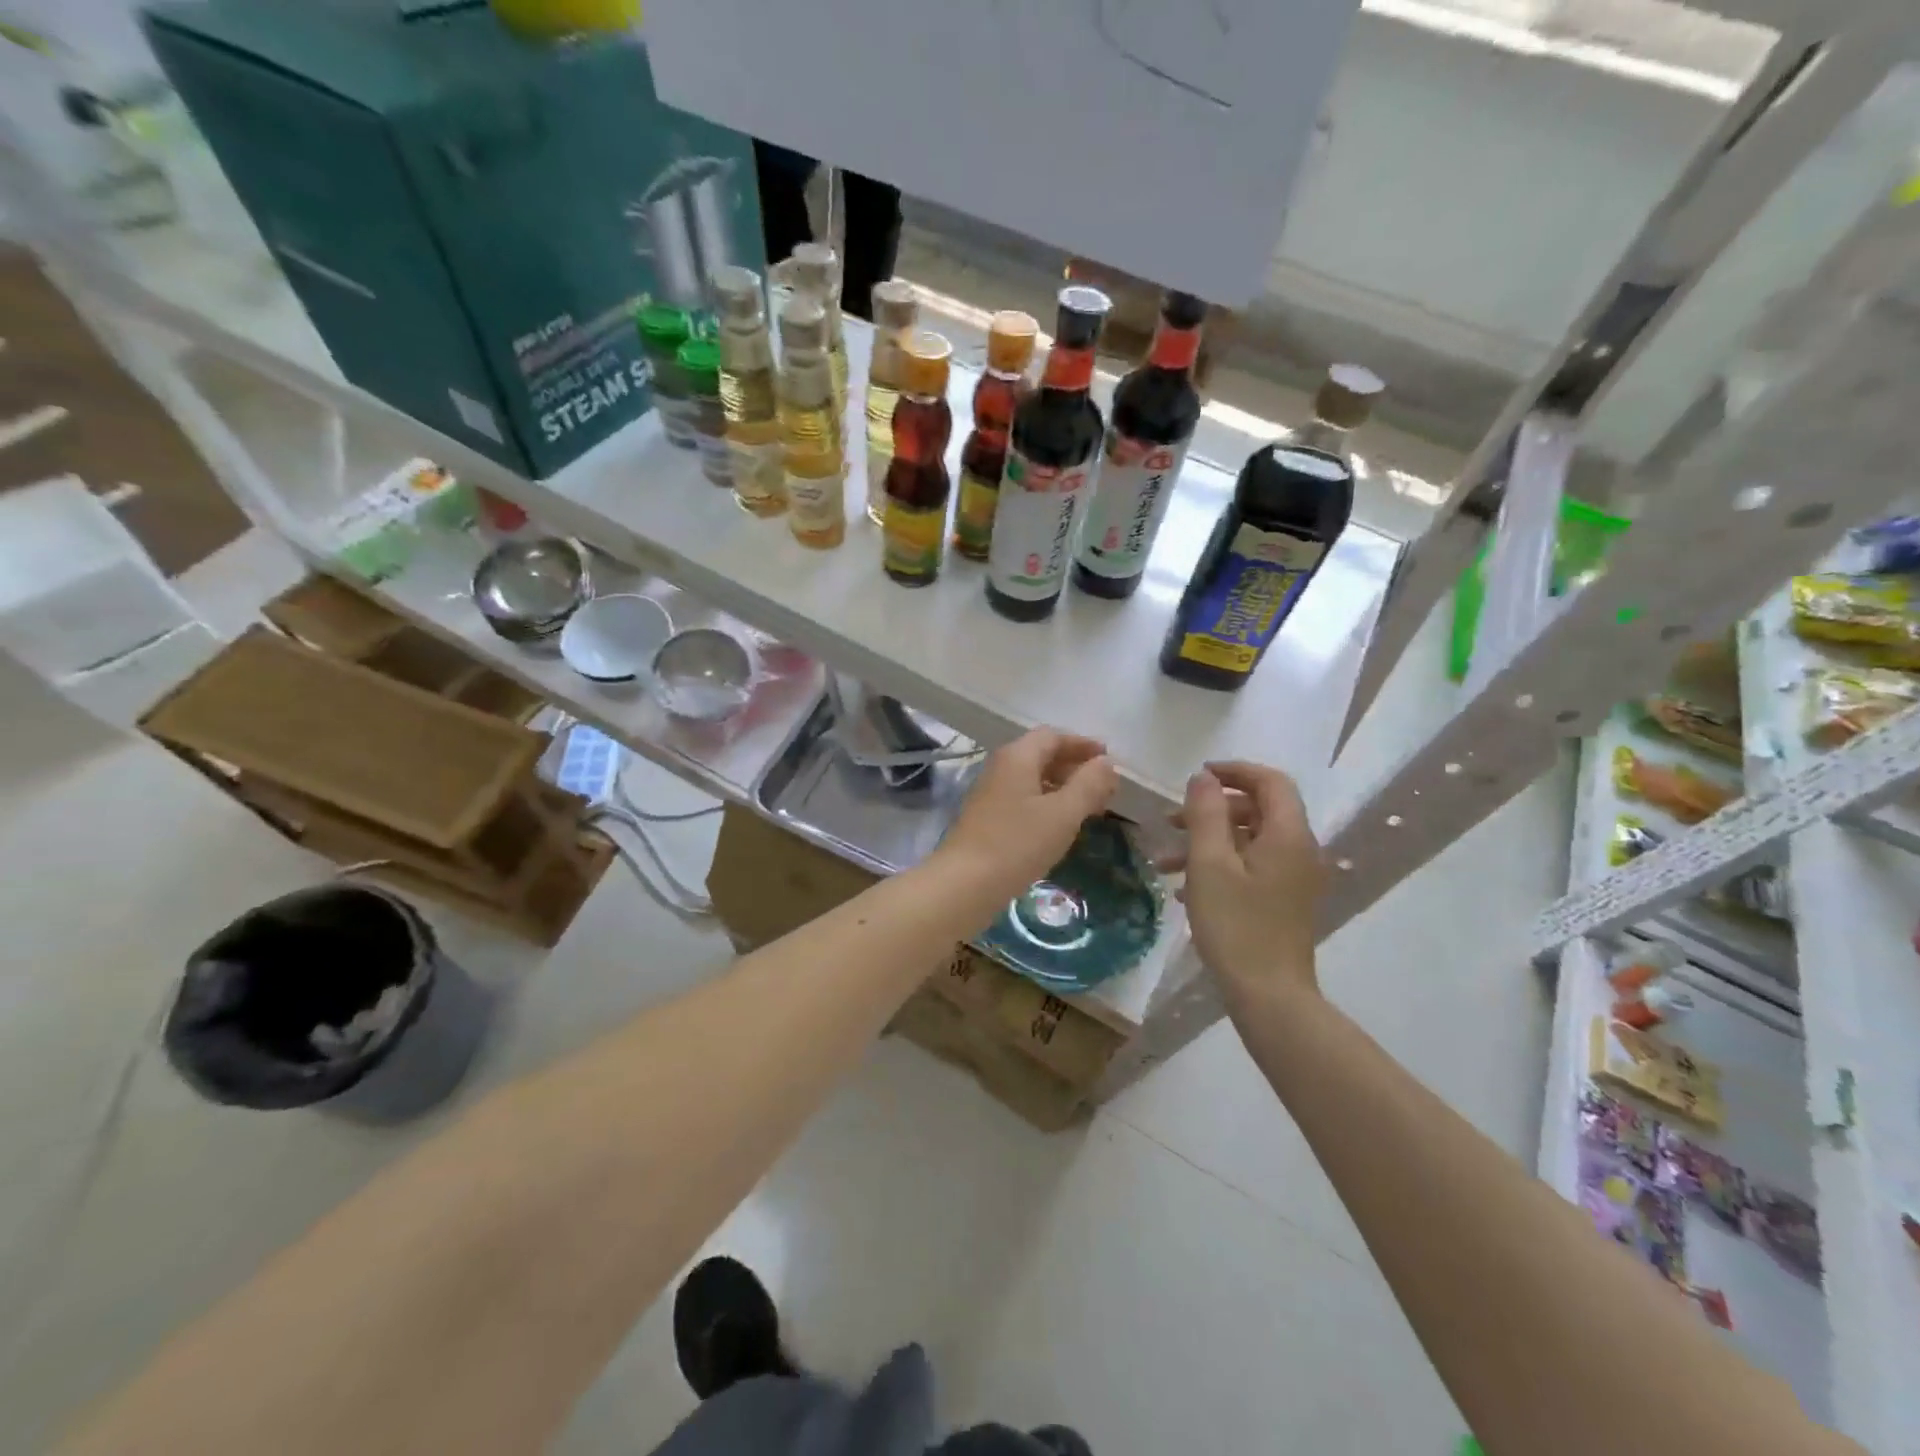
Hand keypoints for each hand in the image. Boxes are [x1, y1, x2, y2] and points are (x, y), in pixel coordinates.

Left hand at [940, 728, 1117, 896]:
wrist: (965, 883)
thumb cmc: (1018, 843)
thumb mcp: (1063, 813)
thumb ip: (1088, 785)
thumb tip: (1106, 762)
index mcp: (1017, 757)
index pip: (1052, 736)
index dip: (1082, 744)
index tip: (1108, 759)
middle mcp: (1001, 768)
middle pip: (1041, 756)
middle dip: (1075, 767)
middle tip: (1104, 788)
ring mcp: (991, 793)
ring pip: (1033, 780)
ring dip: (1062, 787)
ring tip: (1089, 808)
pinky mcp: (987, 818)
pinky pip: (1023, 799)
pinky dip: (1047, 804)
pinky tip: (1060, 825)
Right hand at [1161, 762, 1323, 998]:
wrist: (1269, 996)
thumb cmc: (1236, 925)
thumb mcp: (1209, 864)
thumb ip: (1206, 814)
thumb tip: (1203, 778)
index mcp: (1288, 835)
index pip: (1271, 781)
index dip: (1235, 771)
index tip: (1197, 776)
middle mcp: (1299, 850)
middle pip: (1259, 810)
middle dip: (1213, 810)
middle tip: (1172, 822)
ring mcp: (1294, 878)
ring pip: (1250, 841)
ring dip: (1209, 841)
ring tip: (1166, 861)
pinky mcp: (1284, 901)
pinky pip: (1252, 867)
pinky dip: (1220, 865)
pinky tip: (1185, 888)